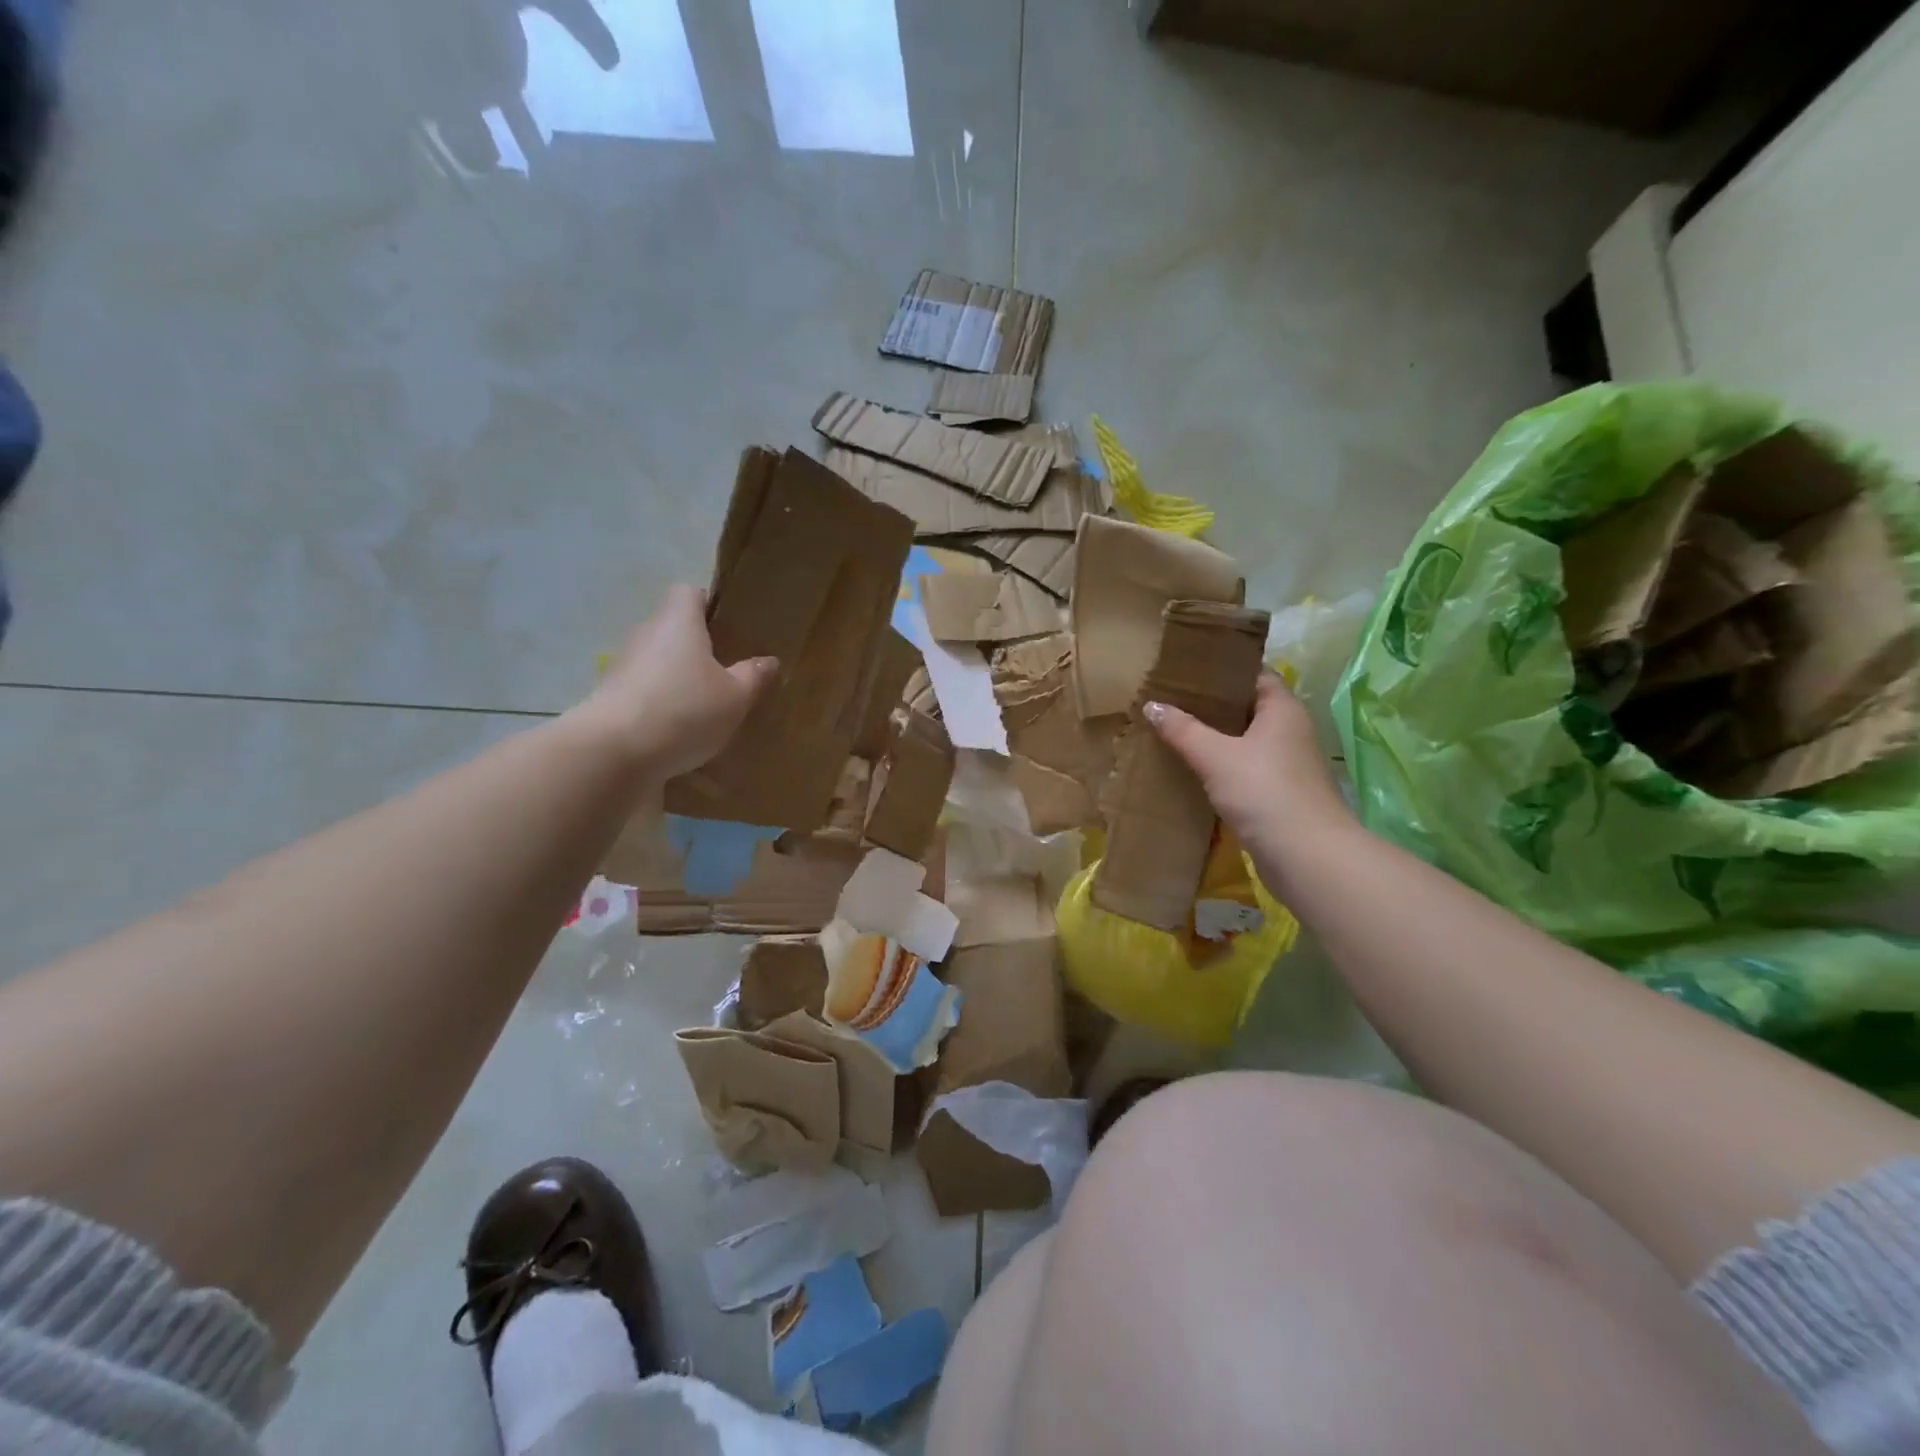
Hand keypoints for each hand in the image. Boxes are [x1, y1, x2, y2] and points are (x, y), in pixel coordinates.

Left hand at [583, 585, 777, 778]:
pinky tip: (681, 733)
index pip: (689, 593)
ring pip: (658, 663)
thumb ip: (753, 676)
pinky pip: (644, 693)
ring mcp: (622, 667)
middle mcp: (646, 635)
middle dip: (697, 647)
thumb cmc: (684, 709)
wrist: (614, 753)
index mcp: (678, 621)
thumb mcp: (735, 697)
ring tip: (706, 706)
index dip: (708, 605)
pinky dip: (661, 706)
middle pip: (672, 629)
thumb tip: (768, 661)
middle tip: (727, 671)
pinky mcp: (610, 700)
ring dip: (678, 679)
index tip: (728, 627)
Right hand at [1145, 673, 1349, 854]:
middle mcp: (1290, 731)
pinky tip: (1194, 770)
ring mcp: (1286, 765)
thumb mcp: (1215, 756)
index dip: (1223, 671)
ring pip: (1245, 741)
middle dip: (1212, 706)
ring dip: (1215, 739)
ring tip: (1175, 732)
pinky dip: (1222, 766)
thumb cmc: (1263, 792)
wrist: (1305, 856)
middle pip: (1248, 708)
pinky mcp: (1278, 794)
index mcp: (1283, 710)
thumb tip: (1152, 705)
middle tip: (1171, 702)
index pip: (1254, 675)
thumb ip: (1183, 730)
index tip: (1187, 672)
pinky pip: (1245, 769)